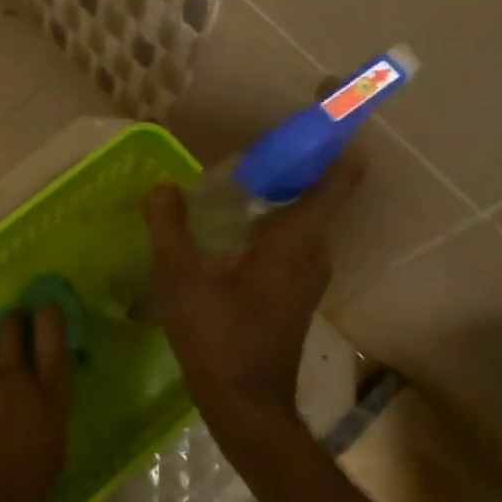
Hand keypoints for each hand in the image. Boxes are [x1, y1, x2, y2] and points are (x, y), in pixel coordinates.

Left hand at [0, 306, 71, 501]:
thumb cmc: (24, 496)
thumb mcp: (55, 453)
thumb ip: (50, 413)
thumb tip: (43, 392)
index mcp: (50, 395)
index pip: (53, 333)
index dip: (49, 313)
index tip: (45, 307)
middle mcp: (14, 380)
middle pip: (11, 327)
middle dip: (12, 323)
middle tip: (13, 331)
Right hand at [144, 151, 363, 442]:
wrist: (247, 406)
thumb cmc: (220, 341)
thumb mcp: (183, 282)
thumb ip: (170, 229)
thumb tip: (161, 187)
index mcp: (297, 240)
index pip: (340, 173)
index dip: (338, 129)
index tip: (322, 95)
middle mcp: (313, 250)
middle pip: (322, 184)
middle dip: (296, 151)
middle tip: (255, 136)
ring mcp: (307, 271)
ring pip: (304, 211)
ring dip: (280, 184)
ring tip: (235, 172)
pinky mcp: (294, 287)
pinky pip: (291, 234)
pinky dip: (271, 212)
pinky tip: (228, 220)